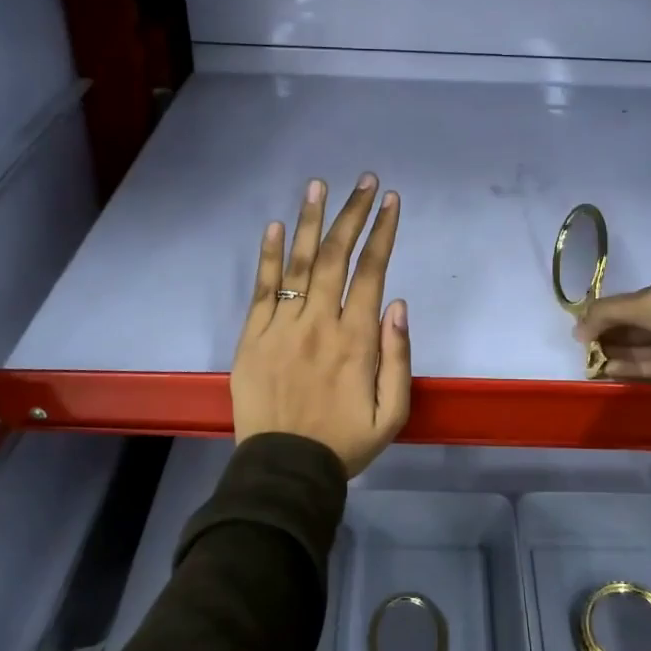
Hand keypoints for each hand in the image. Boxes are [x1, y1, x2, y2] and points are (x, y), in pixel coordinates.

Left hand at [232, 175, 410, 477]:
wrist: (284, 469)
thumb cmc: (344, 442)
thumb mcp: (392, 412)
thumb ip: (398, 356)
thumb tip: (397, 304)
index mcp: (355, 339)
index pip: (371, 272)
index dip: (382, 232)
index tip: (390, 201)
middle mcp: (318, 322)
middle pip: (337, 256)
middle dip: (353, 214)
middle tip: (364, 180)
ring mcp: (281, 326)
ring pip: (299, 263)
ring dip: (311, 221)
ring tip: (318, 185)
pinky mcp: (252, 337)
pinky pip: (262, 288)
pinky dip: (268, 256)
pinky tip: (274, 226)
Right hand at [573, 260, 650, 379]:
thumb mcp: (643, 303)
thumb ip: (607, 313)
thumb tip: (575, 329)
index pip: (648, 295)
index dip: (619, 310)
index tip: (595, 325)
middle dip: (620, 334)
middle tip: (591, 347)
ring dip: (627, 352)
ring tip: (597, 362)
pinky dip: (643, 366)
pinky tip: (615, 370)